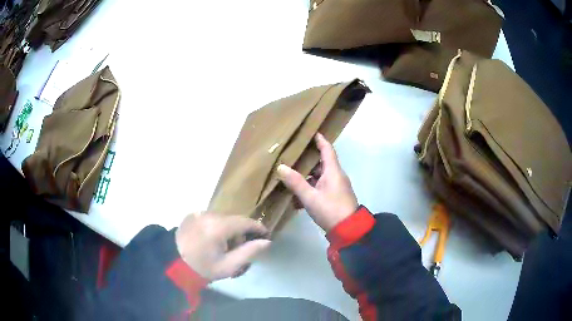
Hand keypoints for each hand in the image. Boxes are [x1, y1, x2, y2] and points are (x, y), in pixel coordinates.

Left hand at [175, 212, 270, 280]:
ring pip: (222, 219)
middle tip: (238, 250)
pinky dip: (216, 228)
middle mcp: (208, 214)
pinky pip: (211, 219)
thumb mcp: (229, 266)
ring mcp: (198, 213)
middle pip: (234, 220)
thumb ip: (249, 252)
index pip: (245, 222)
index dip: (258, 228)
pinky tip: (210, 241)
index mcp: (218, 227)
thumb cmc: (203, 268)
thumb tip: (266, 241)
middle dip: (240, 233)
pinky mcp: (191, 215)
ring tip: (222, 248)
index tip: (266, 235)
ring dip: (227, 230)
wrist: (173, 264)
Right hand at [277, 133, 357, 231]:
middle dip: (308, 158)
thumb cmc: (330, 210)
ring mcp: (335, 187)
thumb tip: (281, 166)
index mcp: (333, 171)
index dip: (319, 139)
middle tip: (292, 152)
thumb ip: (295, 182)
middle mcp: (335, 176)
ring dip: (307, 175)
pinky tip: (296, 195)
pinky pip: (320, 187)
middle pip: (321, 162)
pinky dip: (309, 188)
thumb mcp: (310, 197)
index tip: (310, 131)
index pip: (327, 149)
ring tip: (290, 173)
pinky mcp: (334, 197)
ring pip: (319, 175)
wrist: (348, 230)